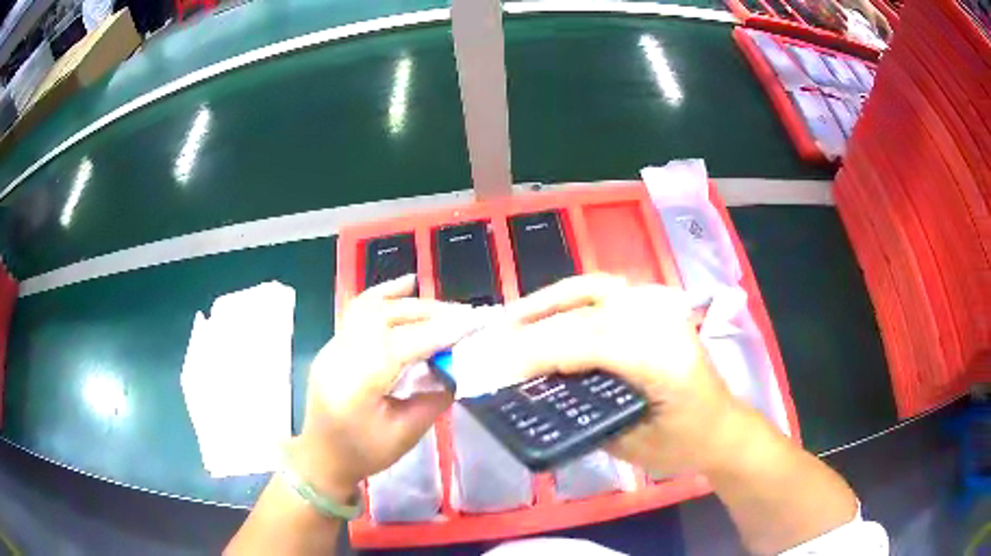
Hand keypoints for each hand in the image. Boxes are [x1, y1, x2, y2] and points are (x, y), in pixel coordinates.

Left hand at [293, 275, 475, 494]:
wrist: (322, 456)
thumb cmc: (364, 453)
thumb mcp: (406, 435)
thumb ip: (434, 398)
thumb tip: (456, 367)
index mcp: (356, 387)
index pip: (400, 347)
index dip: (438, 332)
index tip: (471, 322)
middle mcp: (339, 357)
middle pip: (386, 320)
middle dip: (428, 313)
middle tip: (464, 316)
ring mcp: (332, 347)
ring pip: (371, 308)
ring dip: (410, 304)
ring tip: (442, 307)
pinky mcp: (334, 344)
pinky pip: (359, 311)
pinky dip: (385, 296)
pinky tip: (406, 285)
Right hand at [489, 274, 745, 475]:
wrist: (722, 428)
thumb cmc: (683, 444)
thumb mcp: (634, 445)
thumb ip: (588, 417)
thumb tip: (539, 394)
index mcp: (664, 360)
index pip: (591, 344)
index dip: (540, 353)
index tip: (499, 368)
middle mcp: (663, 322)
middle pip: (586, 314)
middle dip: (535, 328)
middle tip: (494, 342)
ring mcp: (661, 309)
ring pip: (595, 289)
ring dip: (549, 301)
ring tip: (512, 318)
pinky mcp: (656, 308)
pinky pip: (606, 292)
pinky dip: (571, 296)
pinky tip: (549, 310)